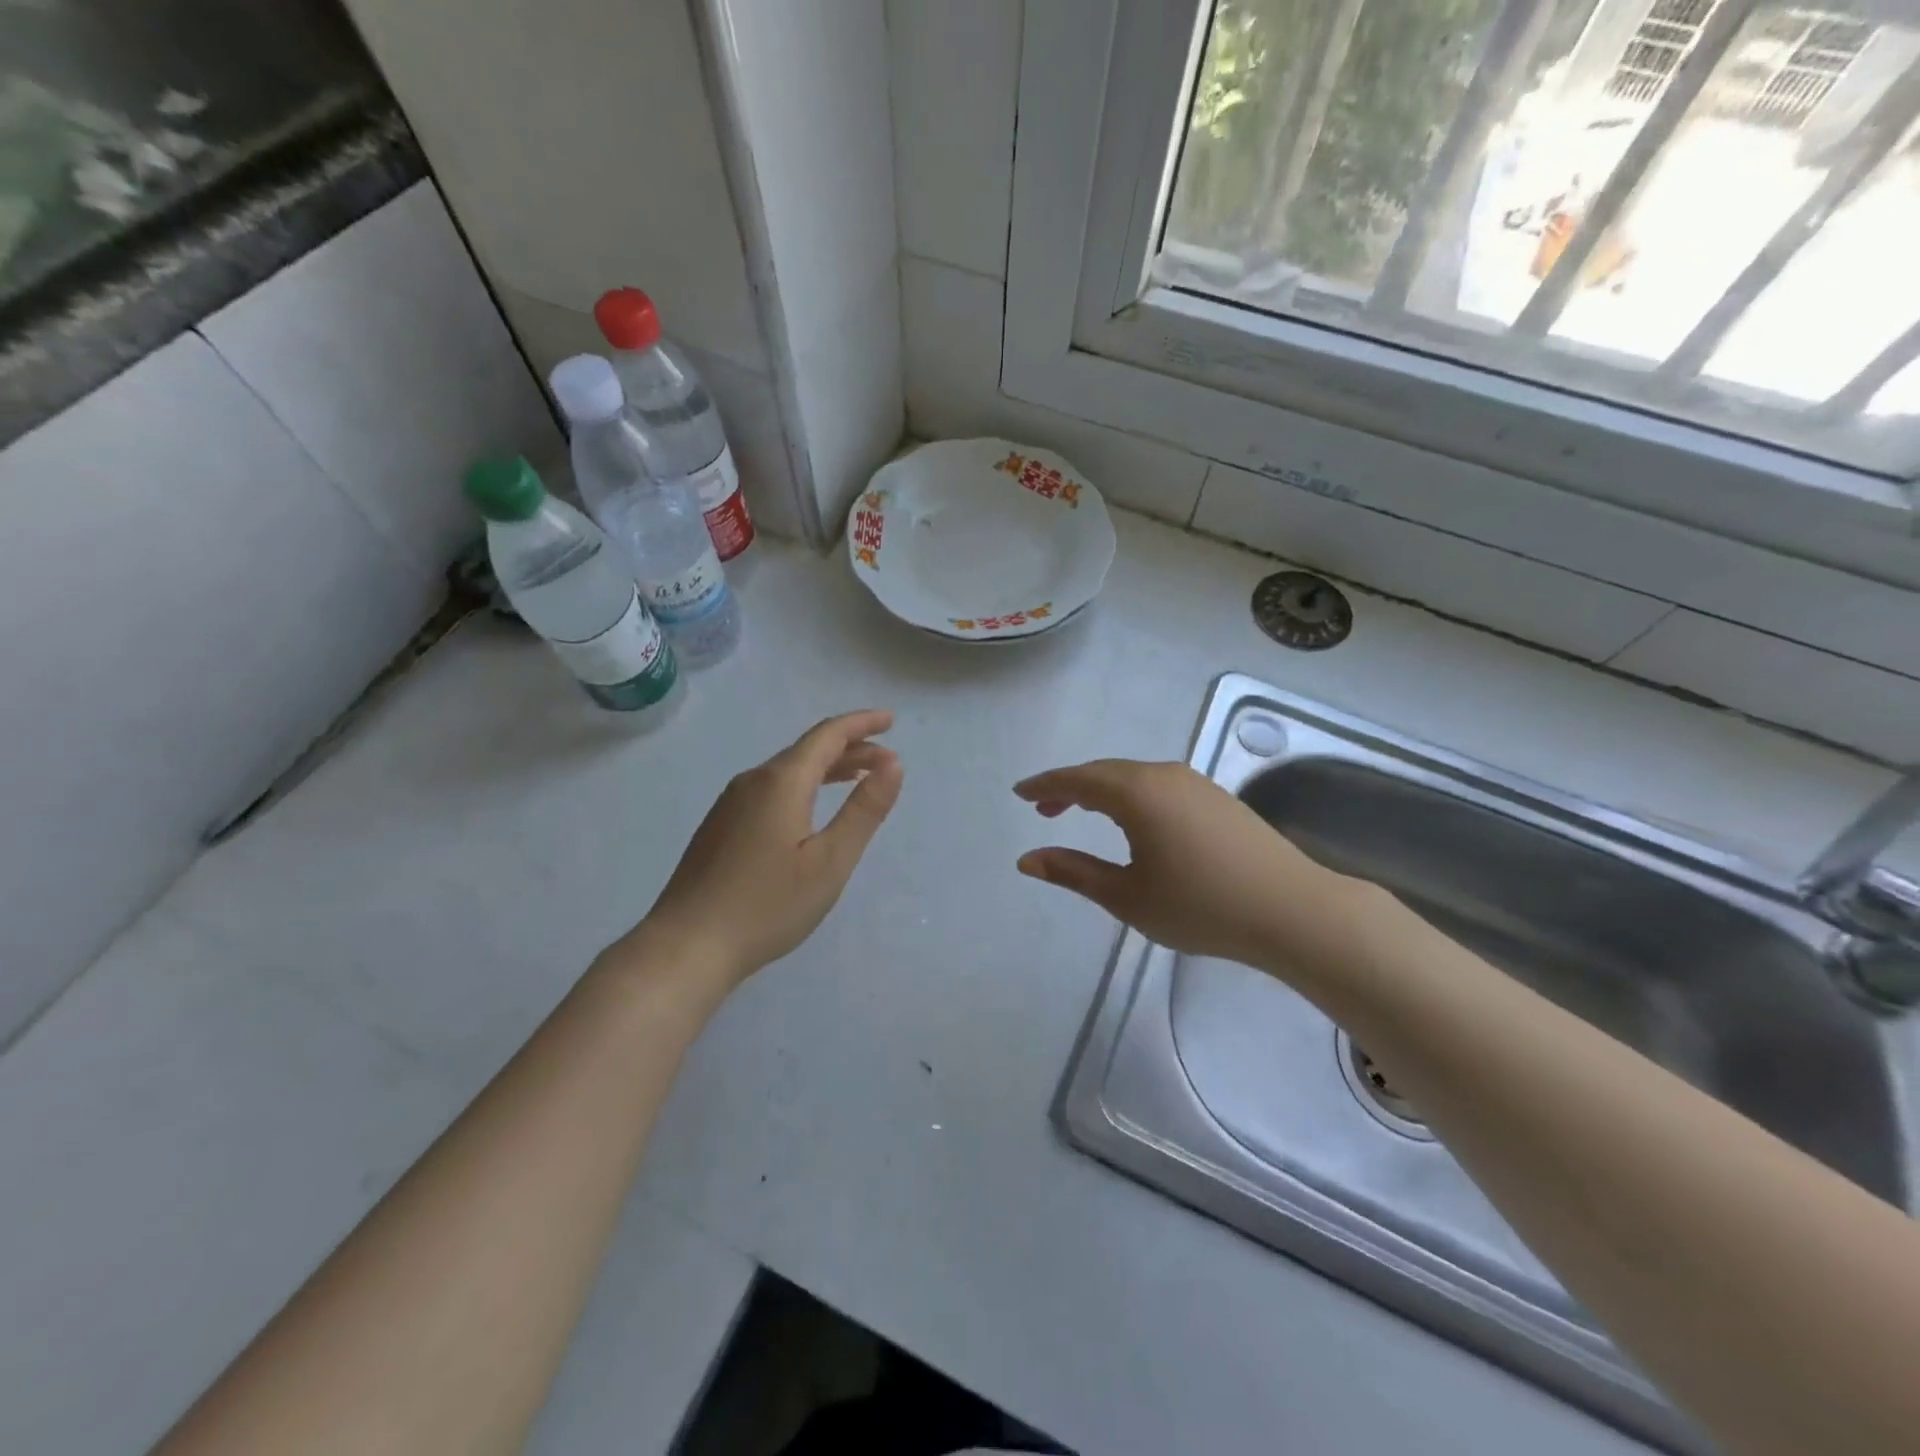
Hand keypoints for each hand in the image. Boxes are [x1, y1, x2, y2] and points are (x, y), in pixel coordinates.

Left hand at [634, 710, 903, 985]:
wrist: (687, 945)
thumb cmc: (767, 905)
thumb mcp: (831, 861)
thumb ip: (864, 810)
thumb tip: (893, 764)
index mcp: (781, 782)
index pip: (828, 735)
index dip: (862, 723)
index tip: (891, 721)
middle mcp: (753, 781)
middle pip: (807, 750)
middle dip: (850, 748)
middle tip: (886, 762)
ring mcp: (731, 803)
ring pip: (788, 771)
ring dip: (827, 768)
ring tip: (858, 778)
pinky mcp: (720, 826)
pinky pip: (771, 790)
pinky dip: (803, 787)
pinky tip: (810, 810)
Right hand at [1014, 759, 1370, 975]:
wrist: (1292, 910)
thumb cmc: (1200, 906)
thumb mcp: (1126, 896)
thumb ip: (1073, 872)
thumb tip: (1027, 859)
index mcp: (1136, 792)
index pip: (1077, 781)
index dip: (1045, 786)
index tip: (1020, 793)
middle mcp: (1163, 775)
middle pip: (1105, 773)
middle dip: (1070, 787)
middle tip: (1044, 808)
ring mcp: (1194, 783)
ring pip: (1133, 777)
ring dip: (1102, 791)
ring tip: (1080, 813)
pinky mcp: (1216, 797)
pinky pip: (1158, 785)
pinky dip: (1131, 795)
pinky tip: (1132, 820)